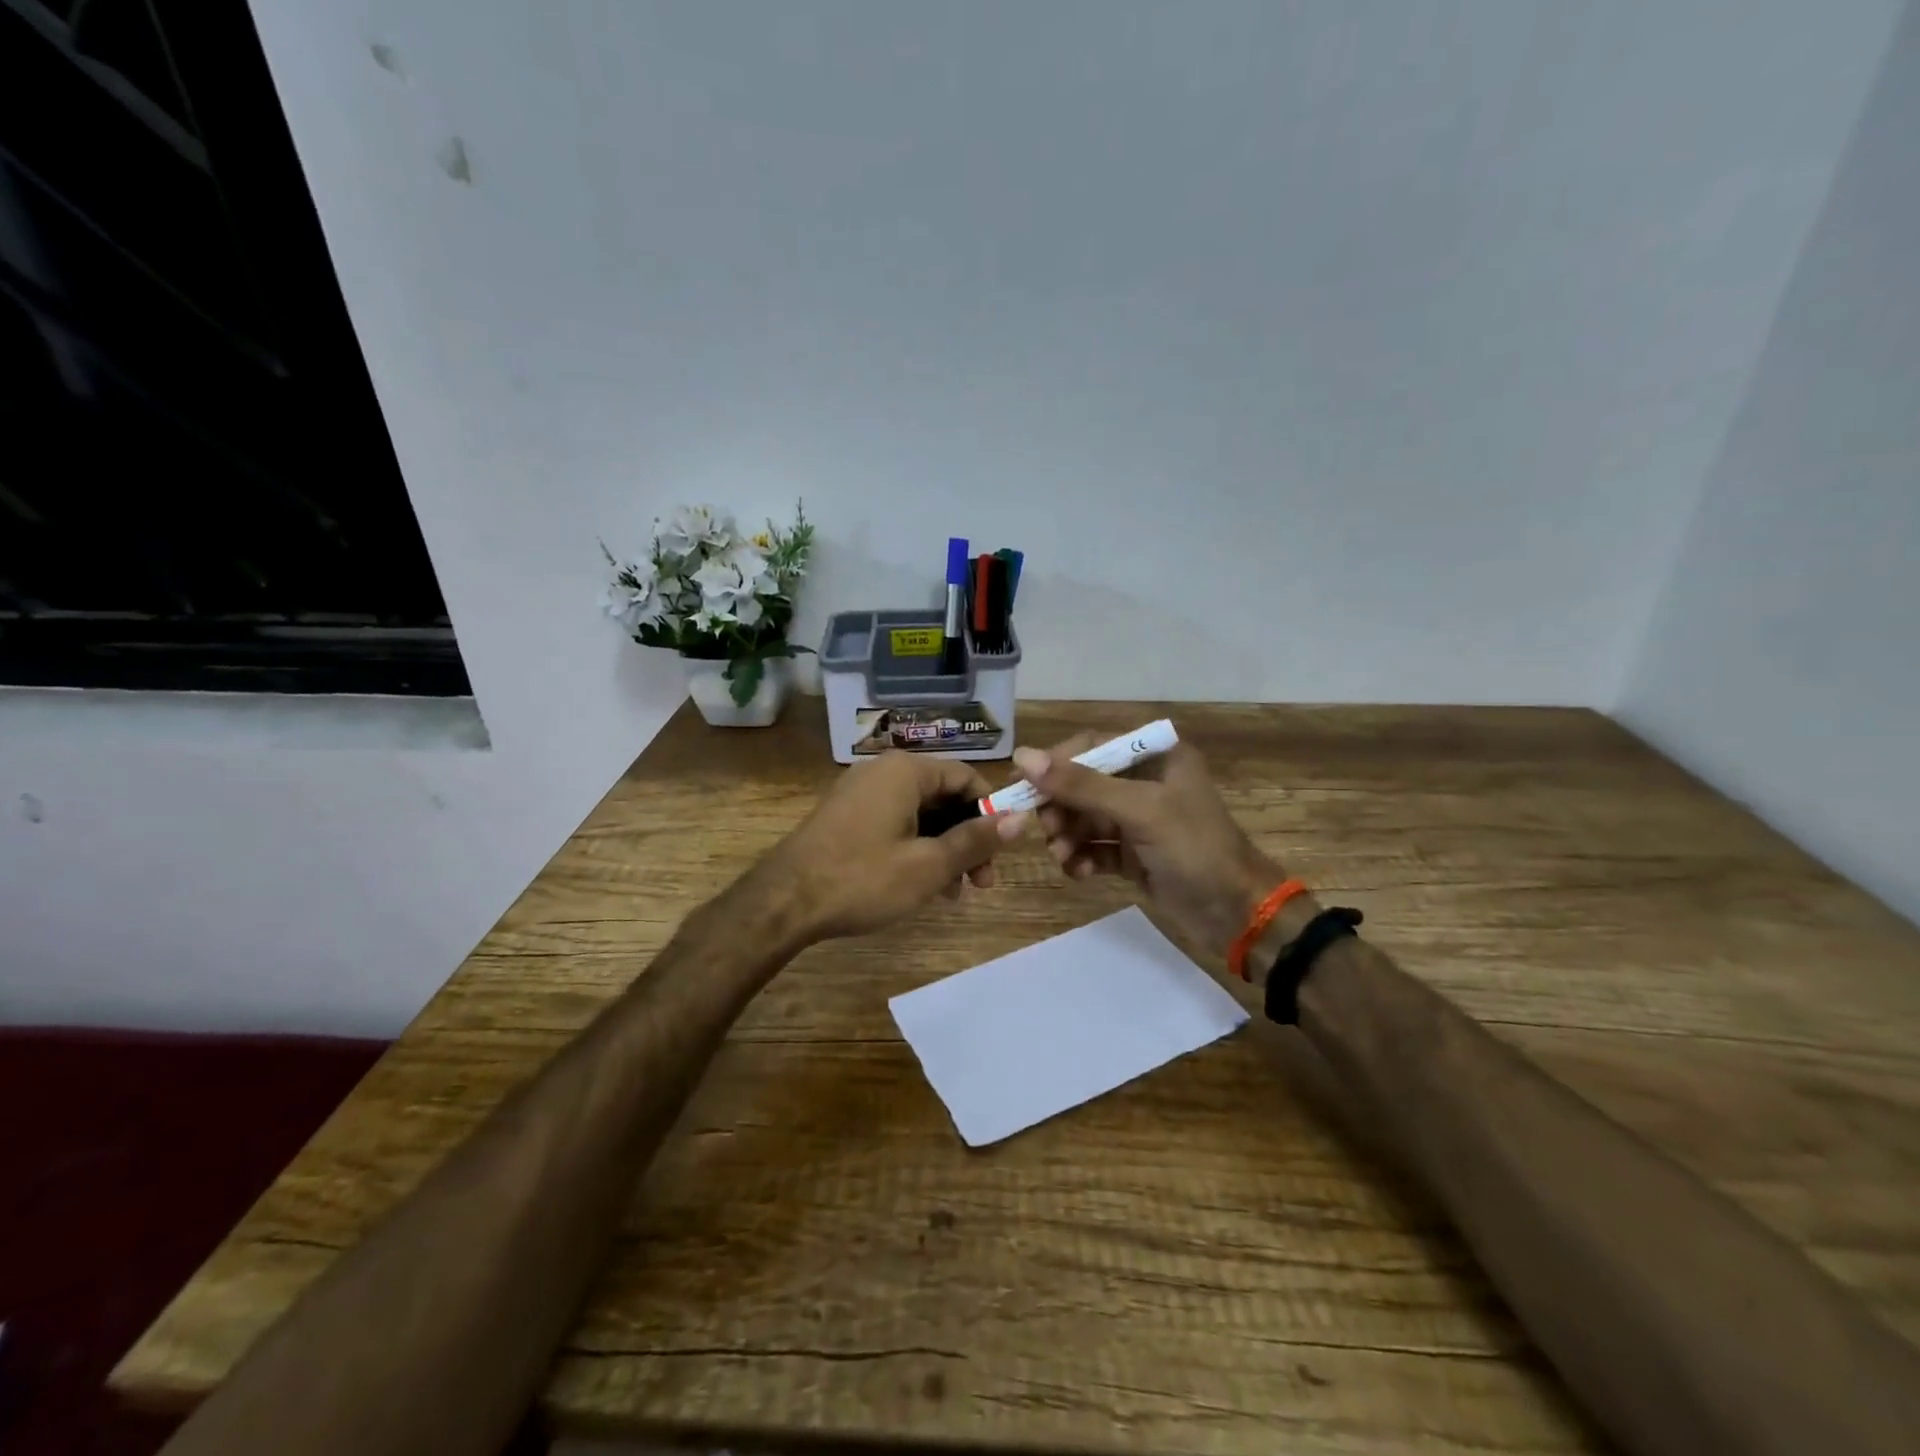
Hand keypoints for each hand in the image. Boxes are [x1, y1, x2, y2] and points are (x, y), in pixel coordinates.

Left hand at [757, 752, 1027, 943]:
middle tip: (982, 882)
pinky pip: (894, 823)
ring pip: (919, 814)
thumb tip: (1020, 819)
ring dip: (944, 848)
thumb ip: (976, 840)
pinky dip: (915, 849)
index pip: (966, 776)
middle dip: (967, 837)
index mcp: (905, 771)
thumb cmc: (862, 879)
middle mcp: (882, 772)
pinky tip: (923, 887)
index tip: (1001, 850)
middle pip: (943, 796)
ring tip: (954, 893)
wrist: (783, 903)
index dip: (990, 810)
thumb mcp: (928, 865)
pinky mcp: (845, 817)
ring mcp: (860, 794)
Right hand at [1012, 735, 1284, 951]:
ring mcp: (1139, 820)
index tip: (1020, 783)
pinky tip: (1079, 872)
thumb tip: (1022, 757)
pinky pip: (1094, 847)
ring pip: (1085, 818)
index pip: (1092, 745)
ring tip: (1062, 856)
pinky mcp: (1133, 854)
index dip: (1055, 763)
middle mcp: (1145, 782)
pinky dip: (1082, 858)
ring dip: (1067, 835)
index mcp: (1156, 757)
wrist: (1237, 914)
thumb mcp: (1139, 810)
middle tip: (1045, 828)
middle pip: (1083, 783)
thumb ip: (1081, 785)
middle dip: (1060, 806)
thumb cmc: (1194, 849)